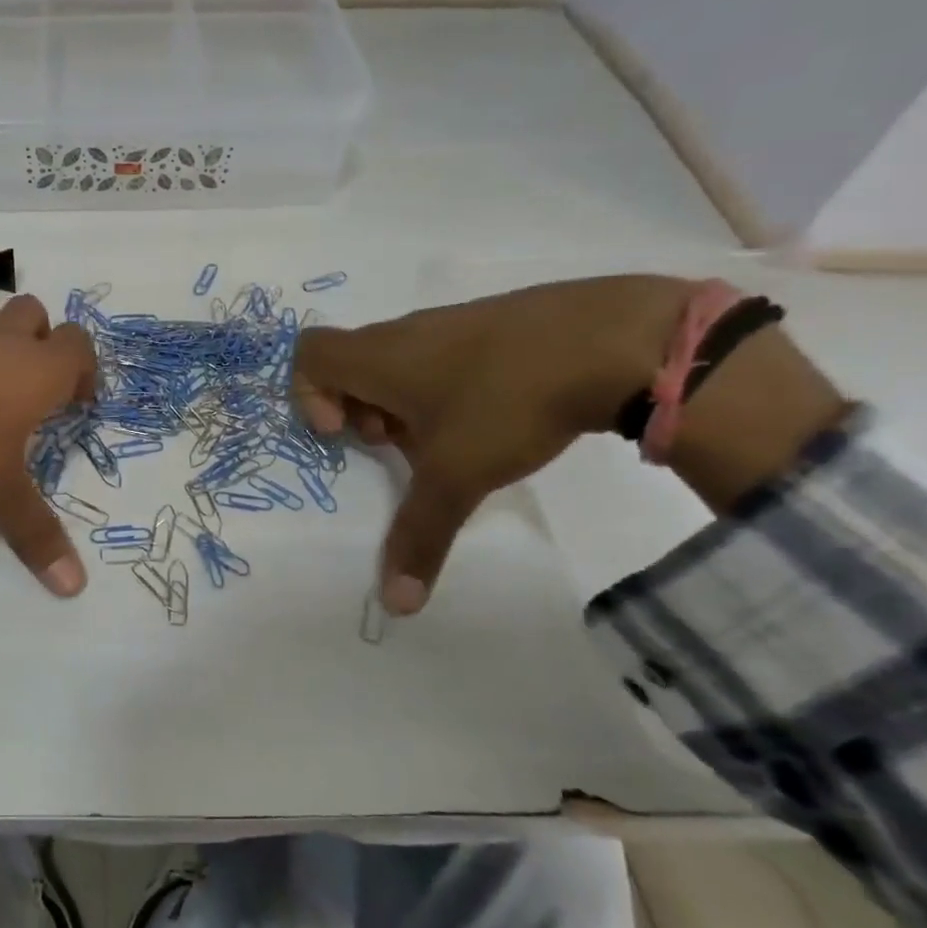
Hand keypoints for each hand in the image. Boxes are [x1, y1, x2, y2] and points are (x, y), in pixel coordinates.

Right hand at [294, 275, 842, 614]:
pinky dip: (442, 388)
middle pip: (351, 366)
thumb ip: (418, 537)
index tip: (343, 433)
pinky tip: (490, 418)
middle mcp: (404, 332)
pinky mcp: (492, 322)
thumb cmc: (507, 402)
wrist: (619, 339)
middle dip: (359, 413)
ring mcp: (451, 322)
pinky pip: (441, 356)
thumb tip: (395, 606)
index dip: (308, 395)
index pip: (308, 354)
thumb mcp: (457, 476)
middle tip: (395, 447)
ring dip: (402, 406)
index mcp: (378, 357)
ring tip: (446, 441)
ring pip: (398, 364)